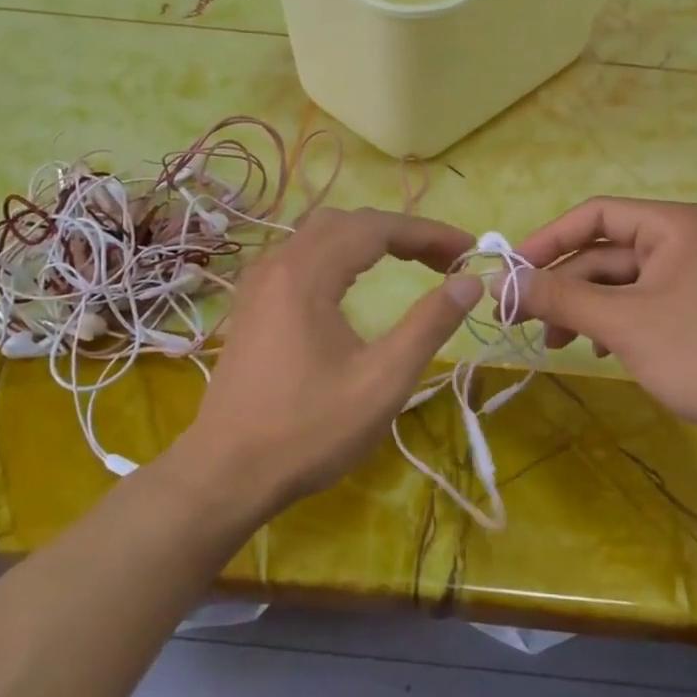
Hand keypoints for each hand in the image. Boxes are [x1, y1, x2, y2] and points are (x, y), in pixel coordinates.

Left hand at [167, 207, 482, 514]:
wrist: (225, 474)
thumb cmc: (308, 431)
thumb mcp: (382, 381)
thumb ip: (429, 325)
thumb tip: (470, 282)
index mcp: (307, 274)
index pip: (378, 228)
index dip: (429, 233)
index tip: (469, 250)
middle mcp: (279, 264)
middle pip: (349, 222)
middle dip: (402, 232)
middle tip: (445, 259)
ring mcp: (260, 282)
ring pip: (321, 233)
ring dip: (370, 239)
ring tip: (410, 260)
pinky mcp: (252, 303)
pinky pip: (302, 254)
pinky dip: (341, 252)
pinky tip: (353, 278)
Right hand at [510, 197, 696, 451]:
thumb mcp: (625, 325)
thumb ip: (562, 297)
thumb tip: (501, 283)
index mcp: (676, 225)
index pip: (596, 214)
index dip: (548, 240)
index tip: (510, 273)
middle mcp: (686, 240)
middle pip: (606, 252)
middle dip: (563, 284)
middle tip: (519, 317)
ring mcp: (695, 277)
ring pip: (621, 282)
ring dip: (583, 308)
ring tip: (554, 344)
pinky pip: (641, 305)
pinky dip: (612, 324)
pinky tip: (594, 351)